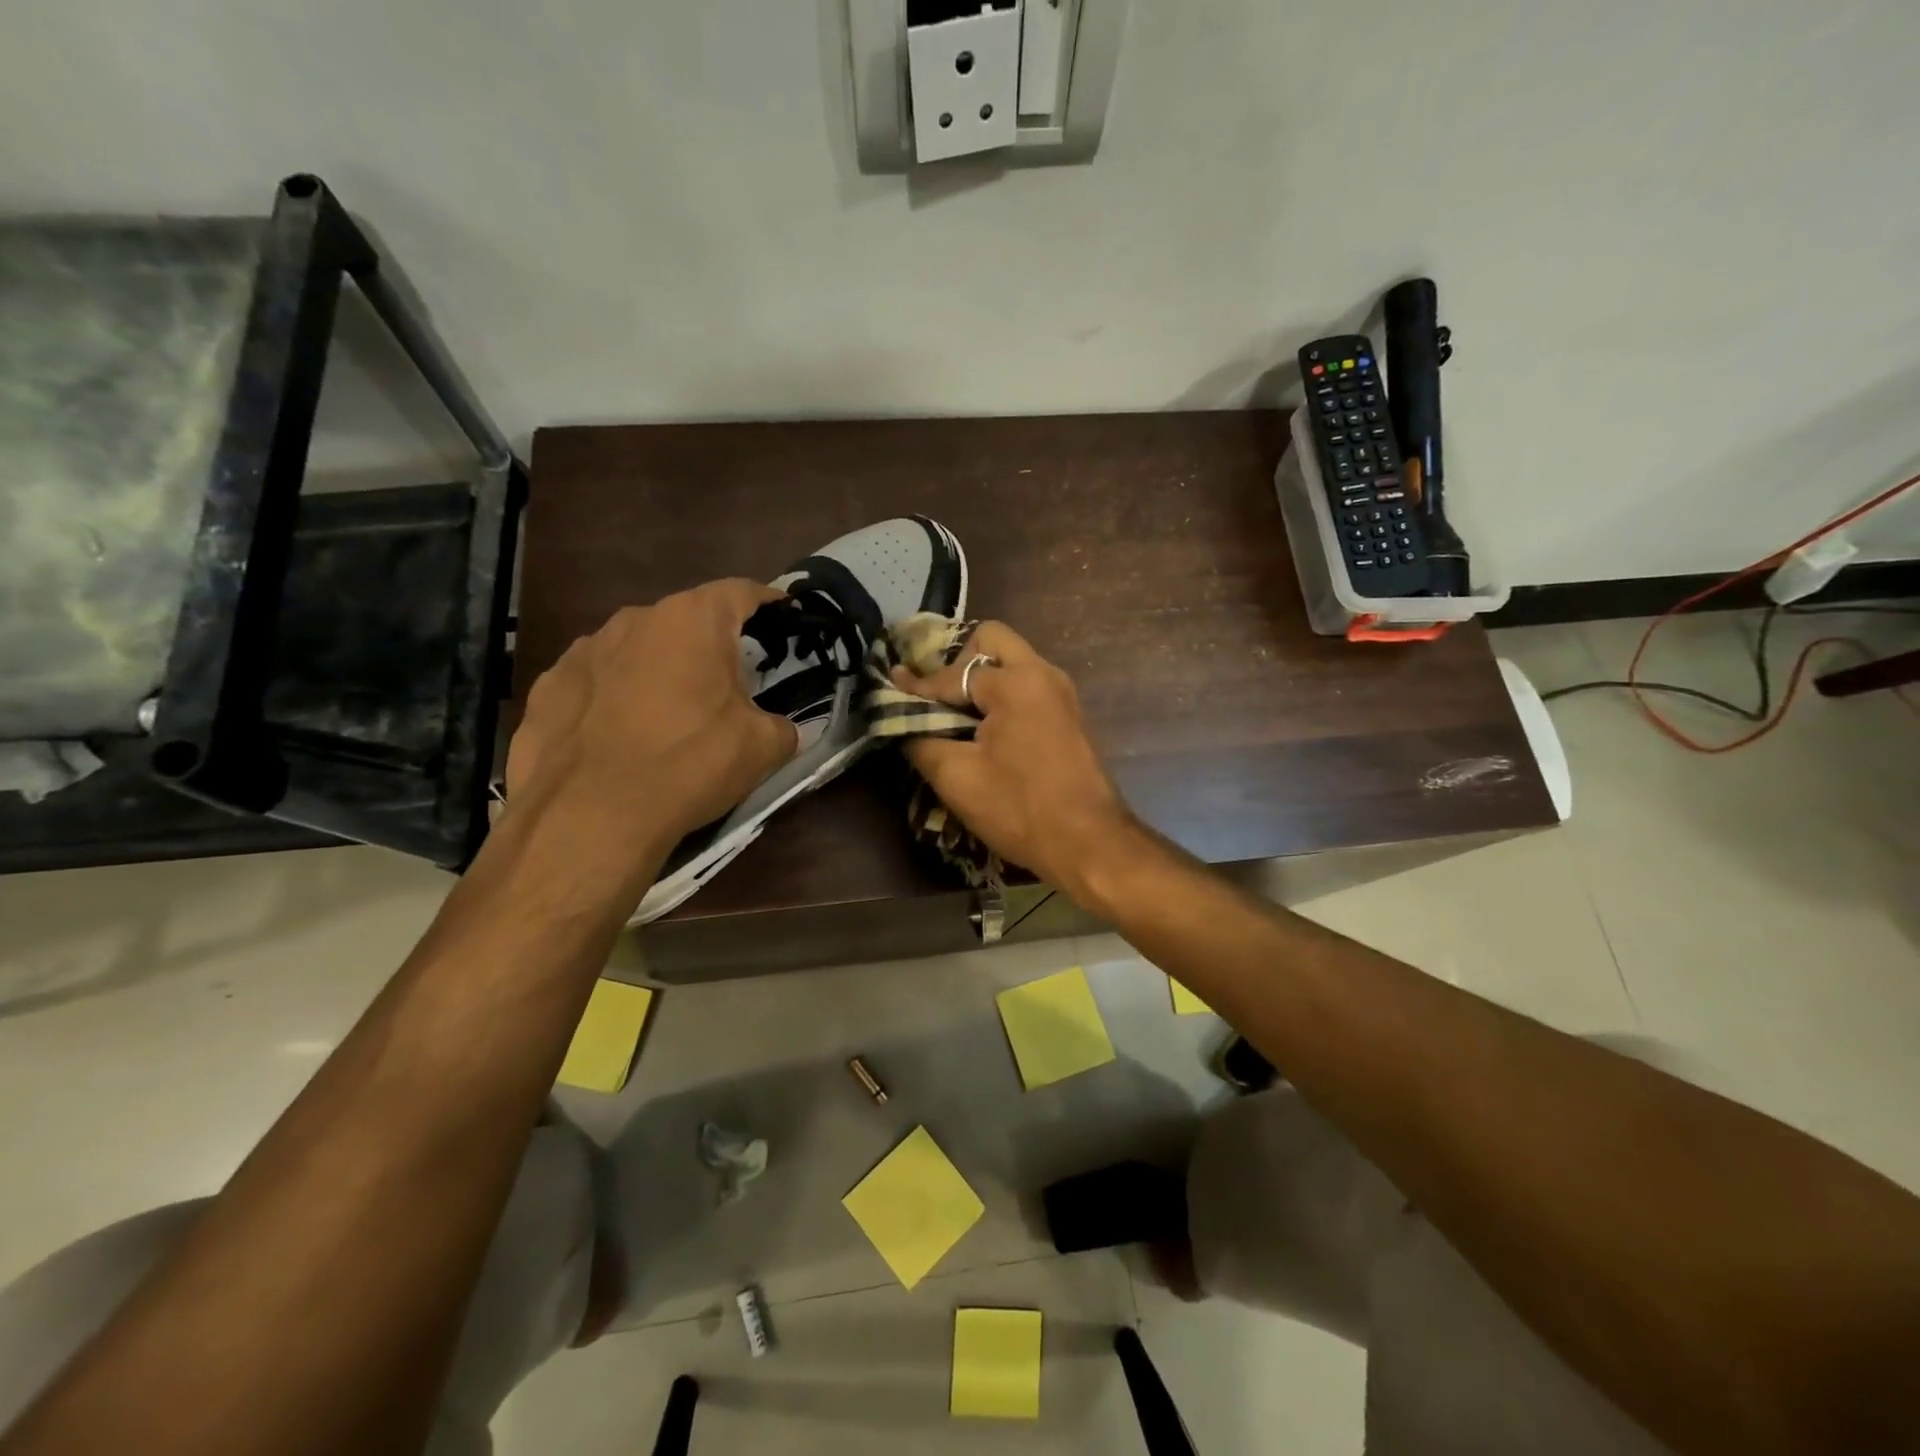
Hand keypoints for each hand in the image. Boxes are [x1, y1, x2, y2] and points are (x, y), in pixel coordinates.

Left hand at [506, 580, 798, 867]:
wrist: (590, 815)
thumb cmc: (689, 764)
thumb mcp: (763, 748)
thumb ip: (780, 725)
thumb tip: (776, 728)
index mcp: (694, 620)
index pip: (743, 592)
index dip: (769, 603)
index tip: (785, 618)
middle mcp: (637, 619)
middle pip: (687, 621)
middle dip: (711, 645)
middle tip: (729, 684)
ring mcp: (585, 649)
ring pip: (639, 650)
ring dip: (660, 670)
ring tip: (670, 715)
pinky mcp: (548, 686)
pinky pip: (597, 681)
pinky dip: (615, 698)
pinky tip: (621, 736)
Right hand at [889, 621, 1137, 899]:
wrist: (1089, 843)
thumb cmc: (1019, 809)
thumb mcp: (957, 777)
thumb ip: (921, 739)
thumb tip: (902, 719)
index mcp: (1016, 682)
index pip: (953, 674)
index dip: (917, 685)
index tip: (890, 685)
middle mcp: (1043, 673)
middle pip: (992, 641)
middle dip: (958, 662)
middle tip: (937, 697)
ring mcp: (1062, 692)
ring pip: (1013, 661)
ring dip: (981, 678)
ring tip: (955, 713)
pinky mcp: (1069, 714)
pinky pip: (1028, 684)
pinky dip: (1002, 694)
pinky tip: (984, 728)